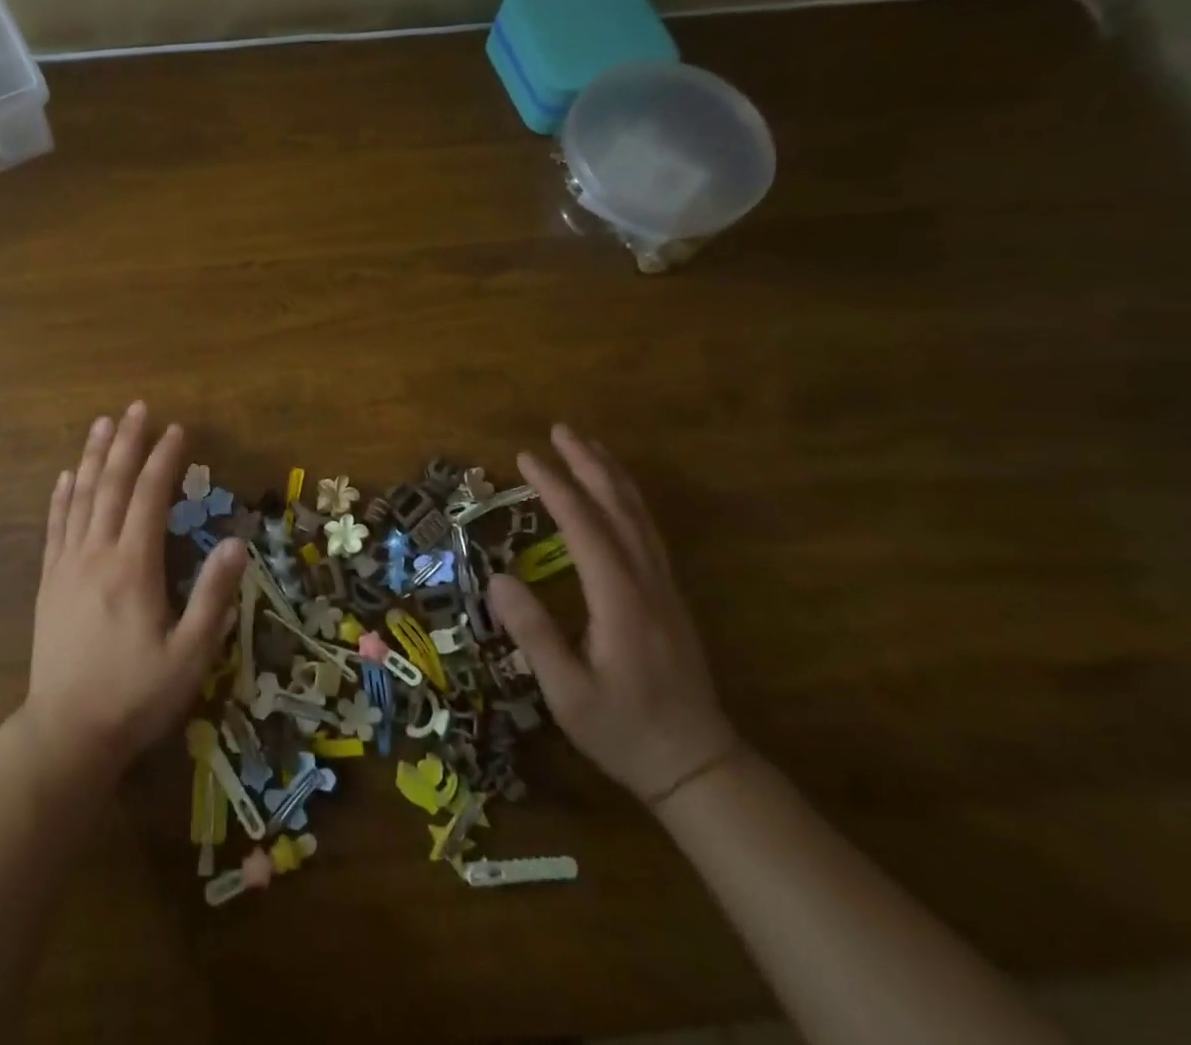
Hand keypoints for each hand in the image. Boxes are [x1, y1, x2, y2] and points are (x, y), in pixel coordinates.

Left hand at [19, 403, 245, 786]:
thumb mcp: (190, 655)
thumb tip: (234, 542)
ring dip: (93, 456)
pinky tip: (66, 476)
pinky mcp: (49, 583)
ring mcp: (67, 566)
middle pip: (112, 485)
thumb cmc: (135, 696)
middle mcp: (97, 554)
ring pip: (81, 497)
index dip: (165, 459)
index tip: (178, 429)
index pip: (150, 497)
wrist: (66, 734)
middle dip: (127, 443)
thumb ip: (213, 596)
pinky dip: (61, 496)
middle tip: (137, 407)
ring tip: (103, 423)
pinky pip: (55, 527)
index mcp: (134, 567)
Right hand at [487, 423, 741, 805]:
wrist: (697, 765)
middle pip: (618, 508)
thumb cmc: (624, 732)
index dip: (555, 488)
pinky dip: (627, 500)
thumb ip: (535, 635)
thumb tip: (497, 578)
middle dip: (588, 465)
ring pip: (639, 516)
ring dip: (611, 475)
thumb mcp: (568, 694)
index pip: (584, 528)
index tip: (525, 457)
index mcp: (620, 601)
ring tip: (586, 446)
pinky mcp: (668, 596)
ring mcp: (663, 587)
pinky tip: (615, 494)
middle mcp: (647, 583)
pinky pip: (647, 532)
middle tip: (559, 430)